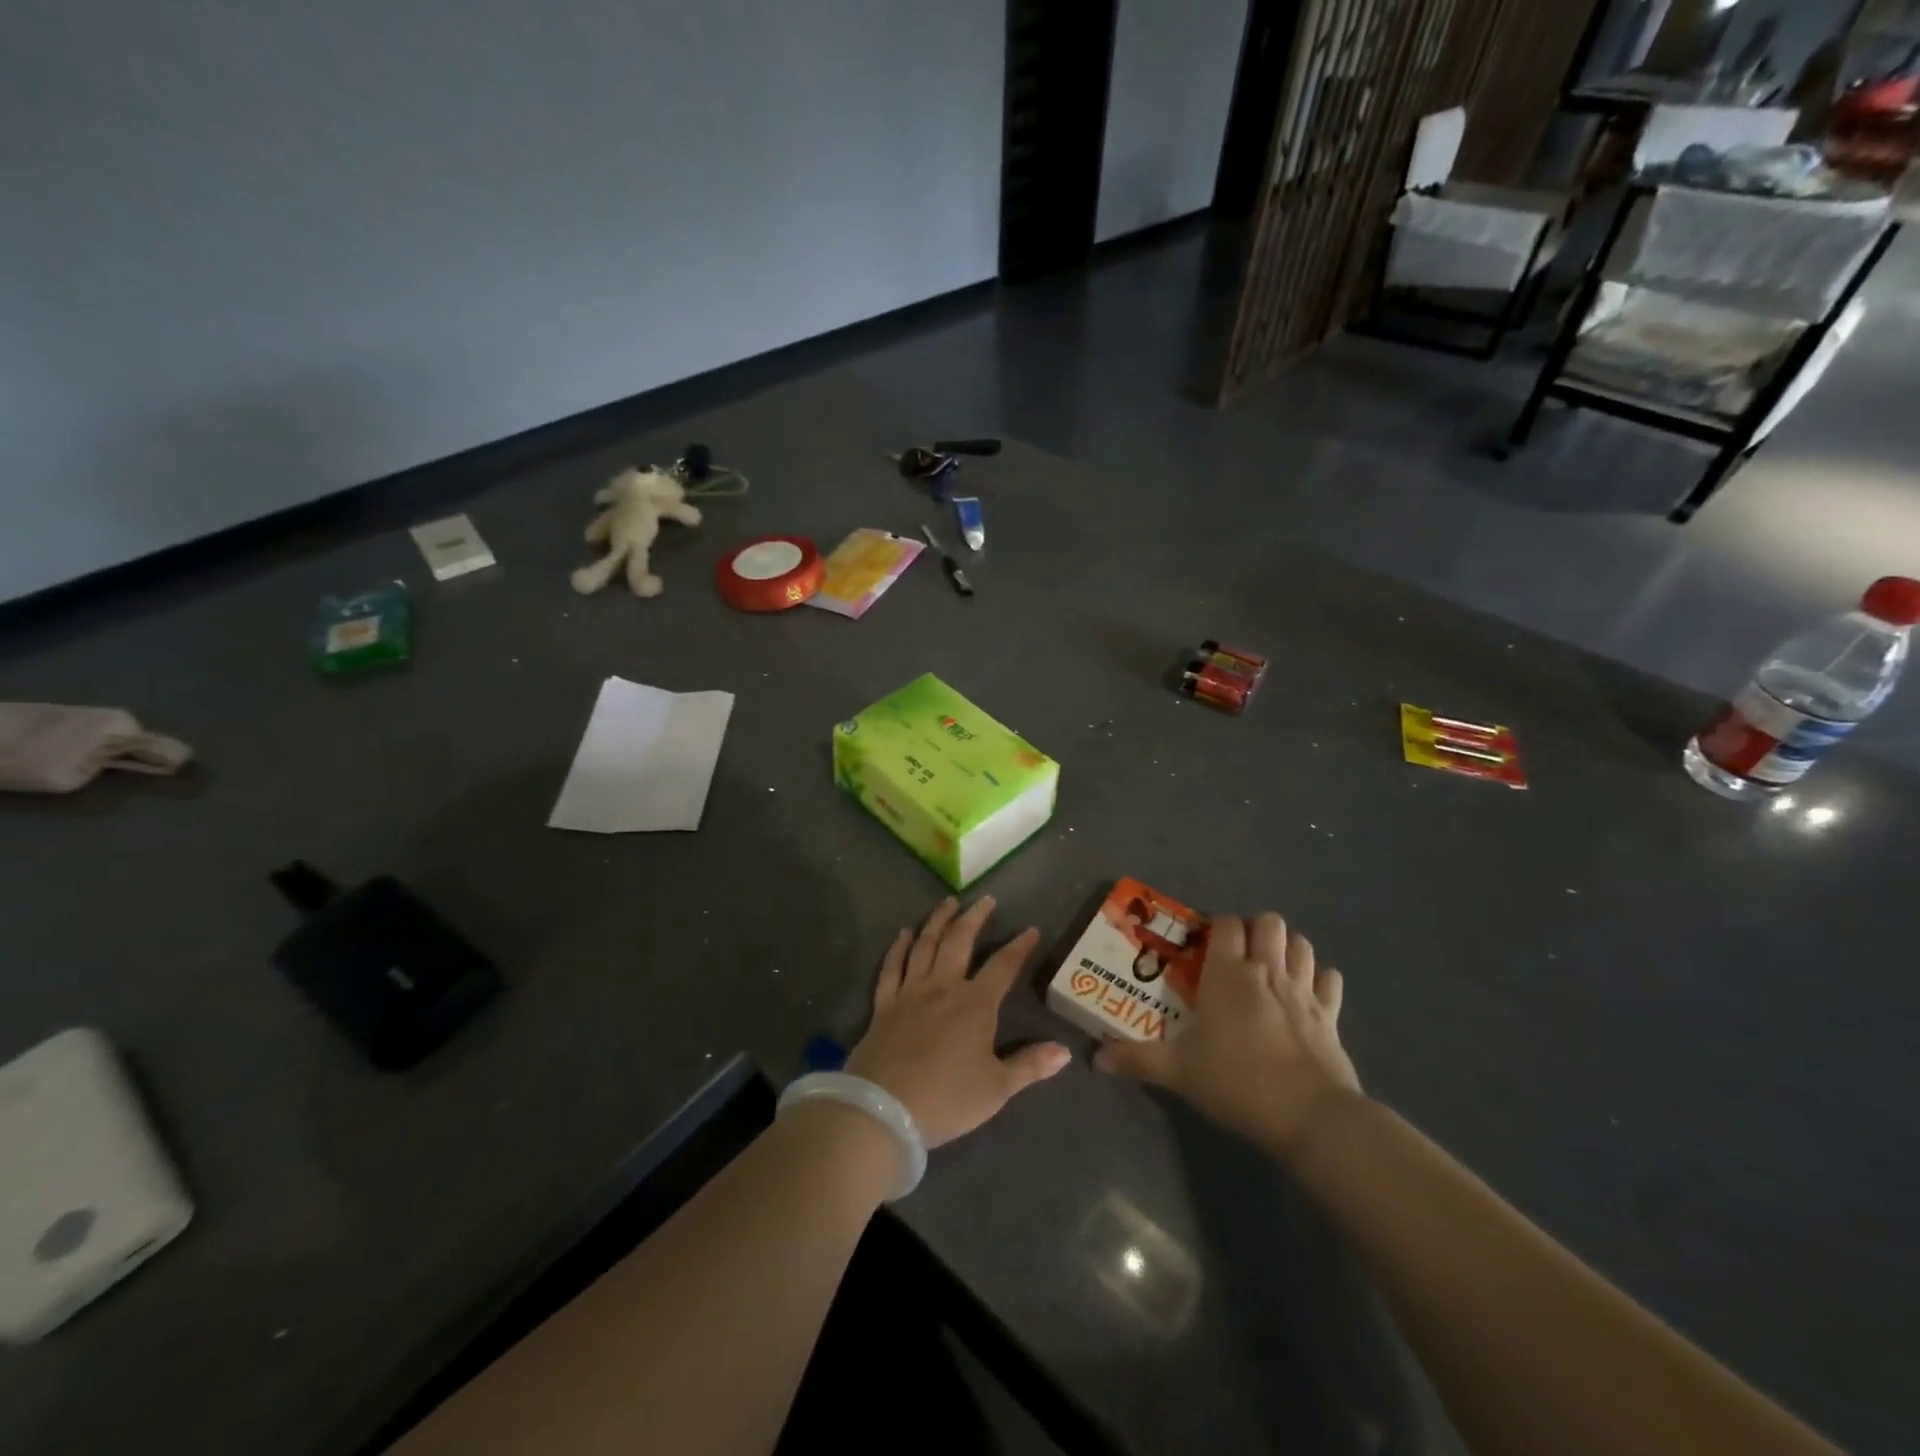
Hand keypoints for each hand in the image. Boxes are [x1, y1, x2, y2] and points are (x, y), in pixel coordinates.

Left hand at [846, 896, 1071, 1148]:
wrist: (885, 1109)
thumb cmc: (948, 1098)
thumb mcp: (997, 1088)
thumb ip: (1029, 1066)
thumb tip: (1065, 1051)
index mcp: (975, 1004)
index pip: (1003, 966)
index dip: (1019, 947)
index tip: (1031, 929)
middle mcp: (943, 987)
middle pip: (960, 942)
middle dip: (975, 918)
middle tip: (986, 899)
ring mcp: (910, 992)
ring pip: (925, 945)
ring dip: (938, 921)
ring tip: (948, 902)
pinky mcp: (884, 1004)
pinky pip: (892, 967)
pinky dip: (898, 947)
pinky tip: (904, 933)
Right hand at [1096, 912, 1361, 1157]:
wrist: (1312, 1116)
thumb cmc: (1237, 1081)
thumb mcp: (1179, 1071)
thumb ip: (1137, 1059)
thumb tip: (1096, 1058)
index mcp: (1228, 973)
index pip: (1226, 924)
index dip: (1217, 926)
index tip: (1205, 944)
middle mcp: (1267, 970)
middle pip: (1270, 922)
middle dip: (1255, 929)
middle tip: (1240, 955)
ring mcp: (1304, 990)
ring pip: (1302, 944)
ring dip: (1288, 948)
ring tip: (1271, 969)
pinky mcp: (1331, 1015)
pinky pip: (1330, 980)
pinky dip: (1319, 980)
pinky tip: (1307, 996)